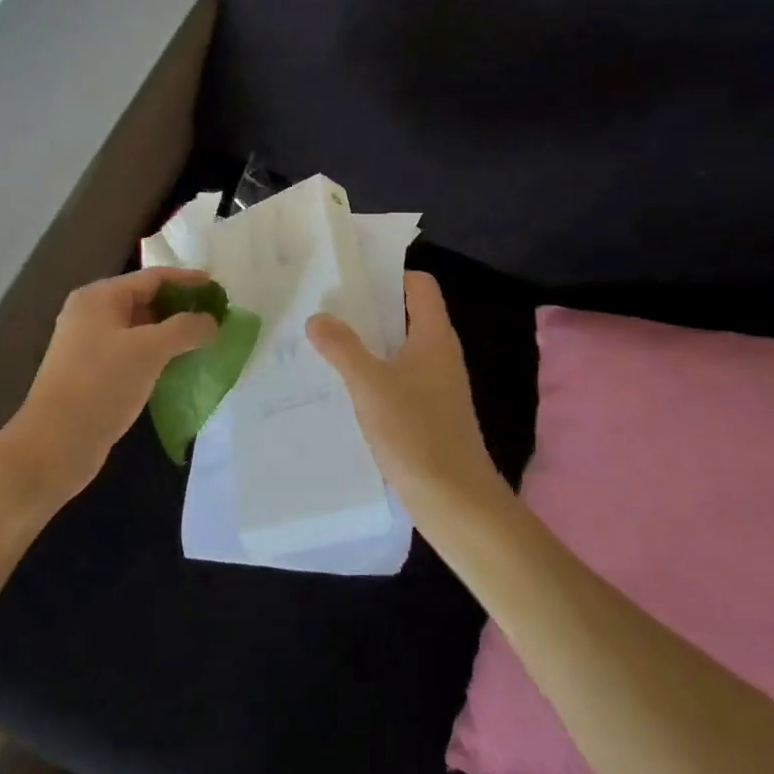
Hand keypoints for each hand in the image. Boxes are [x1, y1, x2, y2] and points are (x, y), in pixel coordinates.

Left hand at [0, 267, 218, 509]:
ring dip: (171, 332)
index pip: (152, 277)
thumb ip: (185, 329)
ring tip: (205, 339)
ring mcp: (89, 345)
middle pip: (145, 300)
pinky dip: (157, 353)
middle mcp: (91, 314)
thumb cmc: (101, 385)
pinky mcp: (93, 373)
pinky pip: (132, 352)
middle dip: (181, 306)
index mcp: (99, 297)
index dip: (187, 280)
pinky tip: (180, 365)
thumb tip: (211, 321)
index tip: (219, 287)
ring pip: (140, 329)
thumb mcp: (148, 350)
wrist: (54, 445)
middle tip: (217, 316)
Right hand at [307, 271, 509, 519]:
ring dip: (367, 344)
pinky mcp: (429, 413)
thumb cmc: (416, 431)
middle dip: (368, 309)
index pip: (420, 285)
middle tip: (326, 307)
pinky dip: (374, 375)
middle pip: (406, 315)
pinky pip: (398, 379)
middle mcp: (440, 354)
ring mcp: (437, 386)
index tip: (351, 276)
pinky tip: (344, 387)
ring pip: (399, 350)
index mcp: (434, 336)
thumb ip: (342, 347)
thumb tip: (318, 317)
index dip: (389, 274)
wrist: (455, 500)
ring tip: (326, 343)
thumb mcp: (370, 384)